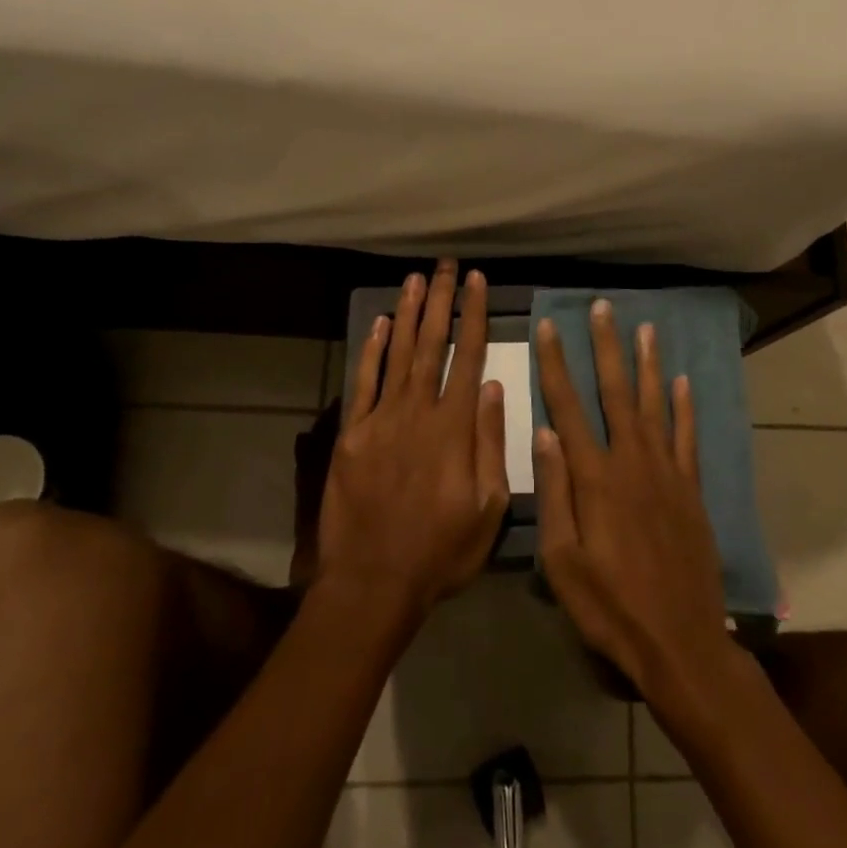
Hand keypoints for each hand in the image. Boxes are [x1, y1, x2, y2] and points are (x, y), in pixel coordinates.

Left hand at [316, 259, 509, 621]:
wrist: (372, 582)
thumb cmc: (441, 551)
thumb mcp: (489, 507)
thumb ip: (491, 443)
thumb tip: (494, 387)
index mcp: (454, 427)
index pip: (468, 356)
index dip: (474, 315)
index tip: (479, 281)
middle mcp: (417, 411)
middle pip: (432, 343)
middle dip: (442, 300)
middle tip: (447, 264)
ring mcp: (380, 419)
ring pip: (398, 353)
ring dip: (409, 313)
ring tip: (417, 278)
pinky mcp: (352, 433)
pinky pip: (363, 382)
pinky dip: (372, 350)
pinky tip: (382, 323)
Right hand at [535, 301, 733, 705]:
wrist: (680, 643)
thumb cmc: (610, 607)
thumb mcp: (563, 562)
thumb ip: (555, 493)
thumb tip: (544, 433)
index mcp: (595, 478)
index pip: (567, 407)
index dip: (555, 364)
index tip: (548, 327)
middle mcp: (632, 462)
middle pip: (615, 392)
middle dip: (606, 346)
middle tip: (603, 308)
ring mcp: (667, 473)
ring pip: (655, 405)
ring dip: (647, 364)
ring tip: (645, 328)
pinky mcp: (691, 490)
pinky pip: (687, 438)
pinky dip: (685, 407)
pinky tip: (683, 382)